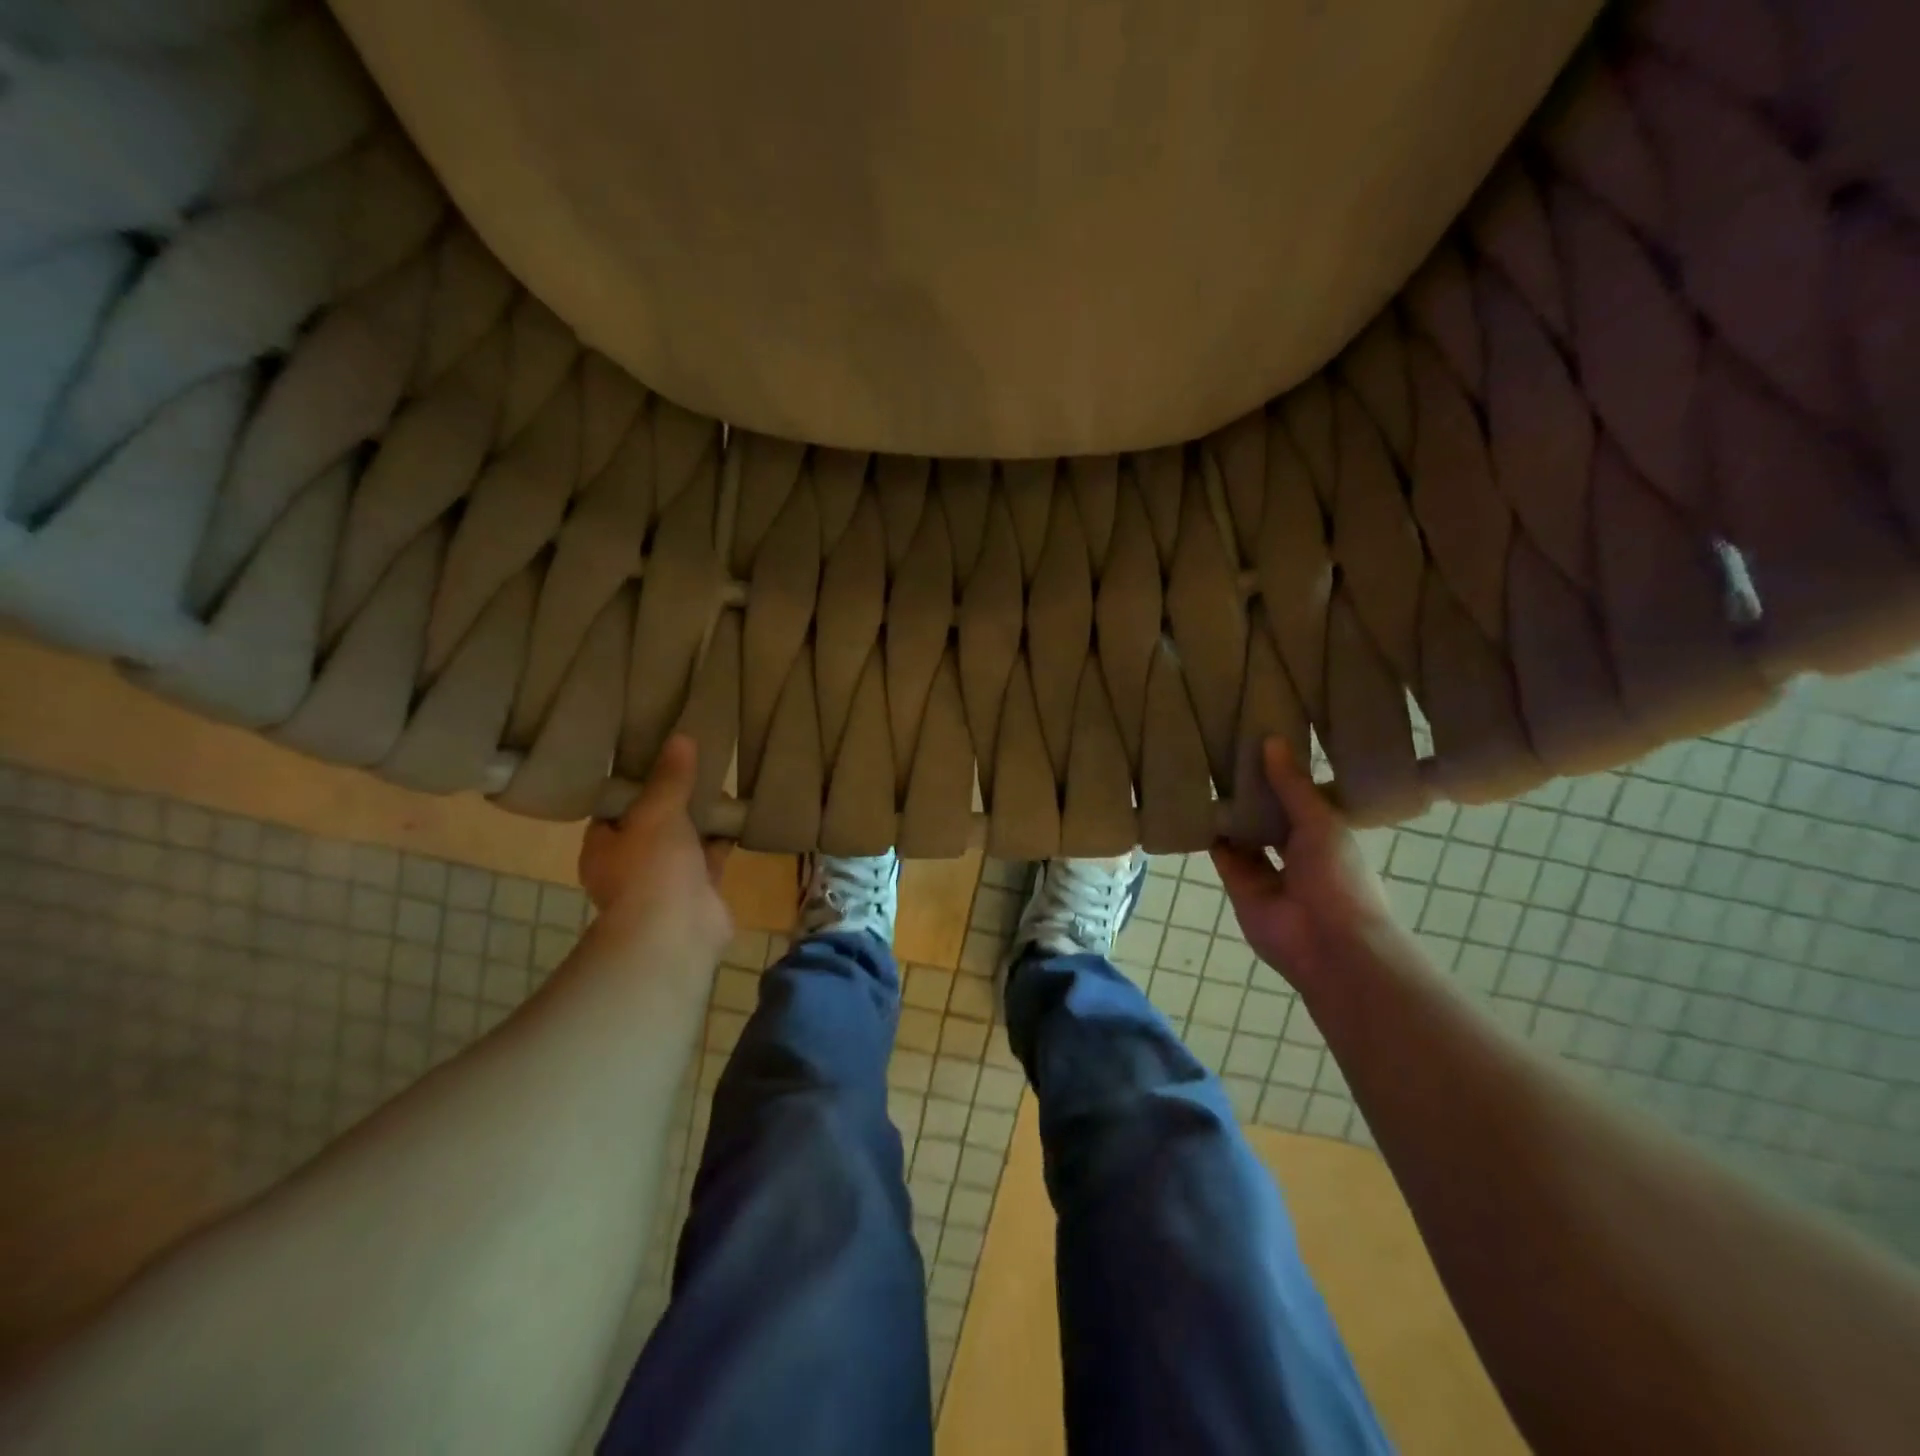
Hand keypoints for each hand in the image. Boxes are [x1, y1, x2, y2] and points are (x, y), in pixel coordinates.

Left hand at [579, 735, 733, 957]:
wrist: (677, 933)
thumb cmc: (652, 868)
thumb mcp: (658, 811)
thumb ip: (670, 777)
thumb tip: (680, 737)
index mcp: (604, 846)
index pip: (616, 808)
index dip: (636, 784)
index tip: (659, 758)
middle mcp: (630, 865)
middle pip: (654, 823)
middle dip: (676, 799)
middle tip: (698, 766)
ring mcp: (665, 881)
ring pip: (685, 840)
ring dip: (703, 819)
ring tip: (724, 784)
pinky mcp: (699, 892)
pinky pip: (711, 857)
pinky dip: (724, 839)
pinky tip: (742, 815)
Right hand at [1211, 739, 1401, 995]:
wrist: (1329, 943)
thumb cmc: (1339, 877)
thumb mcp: (1320, 821)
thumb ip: (1292, 785)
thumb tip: (1270, 739)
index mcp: (1325, 834)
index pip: (1299, 797)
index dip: (1281, 773)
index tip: (1260, 740)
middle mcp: (1295, 850)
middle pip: (1268, 815)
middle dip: (1250, 793)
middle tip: (1223, 752)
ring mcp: (1266, 870)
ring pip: (1243, 834)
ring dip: (1228, 812)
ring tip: (1205, 773)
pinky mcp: (1239, 886)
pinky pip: (1223, 856)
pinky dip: (1210, 836)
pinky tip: (1194, 807)